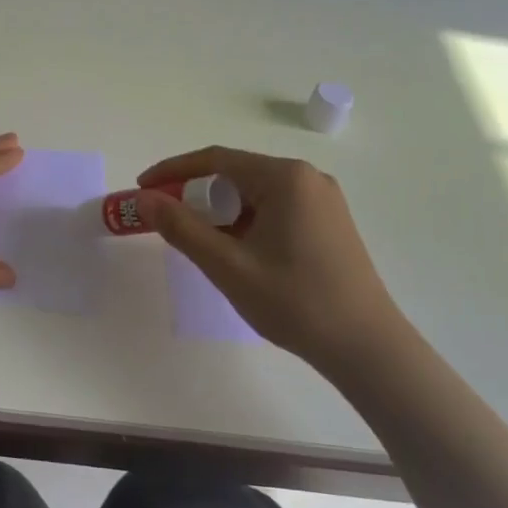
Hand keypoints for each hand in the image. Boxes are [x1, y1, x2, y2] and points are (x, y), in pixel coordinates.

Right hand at [135, 146, 415, 370]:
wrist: (366, 348)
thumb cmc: (295, 302)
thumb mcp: (228, 265)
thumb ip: (181, 228)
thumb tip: (144, 199)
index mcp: (286, 178)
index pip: (216, 160)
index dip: (172, 171)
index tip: (141, 188)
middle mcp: (307, 178)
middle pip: (235, 174)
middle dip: (196, 194)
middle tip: (167, 222)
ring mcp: (322, 200)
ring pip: (254, 194)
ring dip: (220, 212)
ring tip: (199, 243)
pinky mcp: (329, 222)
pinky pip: (274, 209)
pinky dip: (245, 222)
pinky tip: (235, 251)